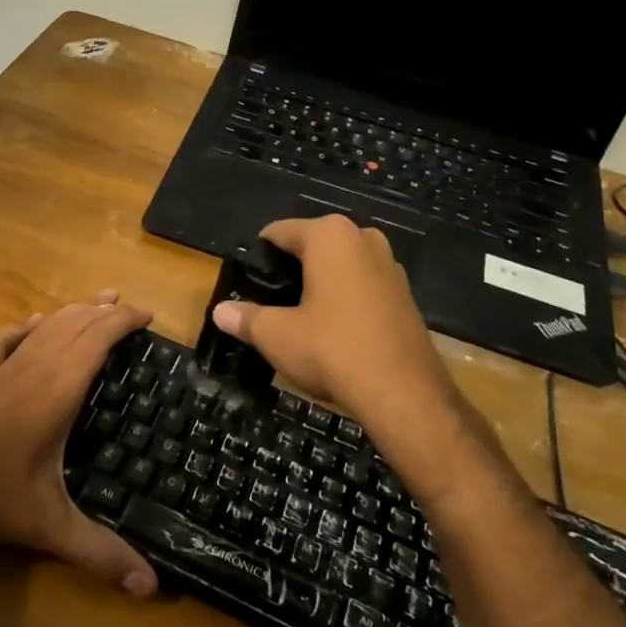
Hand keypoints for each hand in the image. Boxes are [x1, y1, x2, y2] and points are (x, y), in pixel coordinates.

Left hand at [0, 292, 158, 596]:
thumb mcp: (48, 526)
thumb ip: (100, 553)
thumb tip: (151, 588)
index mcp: (57, 389)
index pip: (97, 338)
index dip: (124, 321)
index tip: (149, 318)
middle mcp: (34, 367)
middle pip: (75, 323)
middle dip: (106, 310)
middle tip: (133, 310)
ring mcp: (2, 367)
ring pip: (45, 325)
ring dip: (74, 310)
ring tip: (98, 301)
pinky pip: (6, 338)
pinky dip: (27, 326)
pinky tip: (33, 324)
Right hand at [209, 217, 484, 483]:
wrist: (404, 393)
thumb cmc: (332, 349)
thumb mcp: (277, 335)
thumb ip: (246, 318)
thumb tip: (220, 311)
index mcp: (329, 235)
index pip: (279, 232)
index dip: (258, 257)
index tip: (246, 284)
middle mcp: (363, 238)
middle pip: (312, 247)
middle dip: (291, 270)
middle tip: (271, 303)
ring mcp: (390, 265)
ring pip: (340, 266)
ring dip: (320, 285)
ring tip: (299, 319)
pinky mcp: (405, 294)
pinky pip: (363, 286)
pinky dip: (345, 301)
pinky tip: (334, 332)